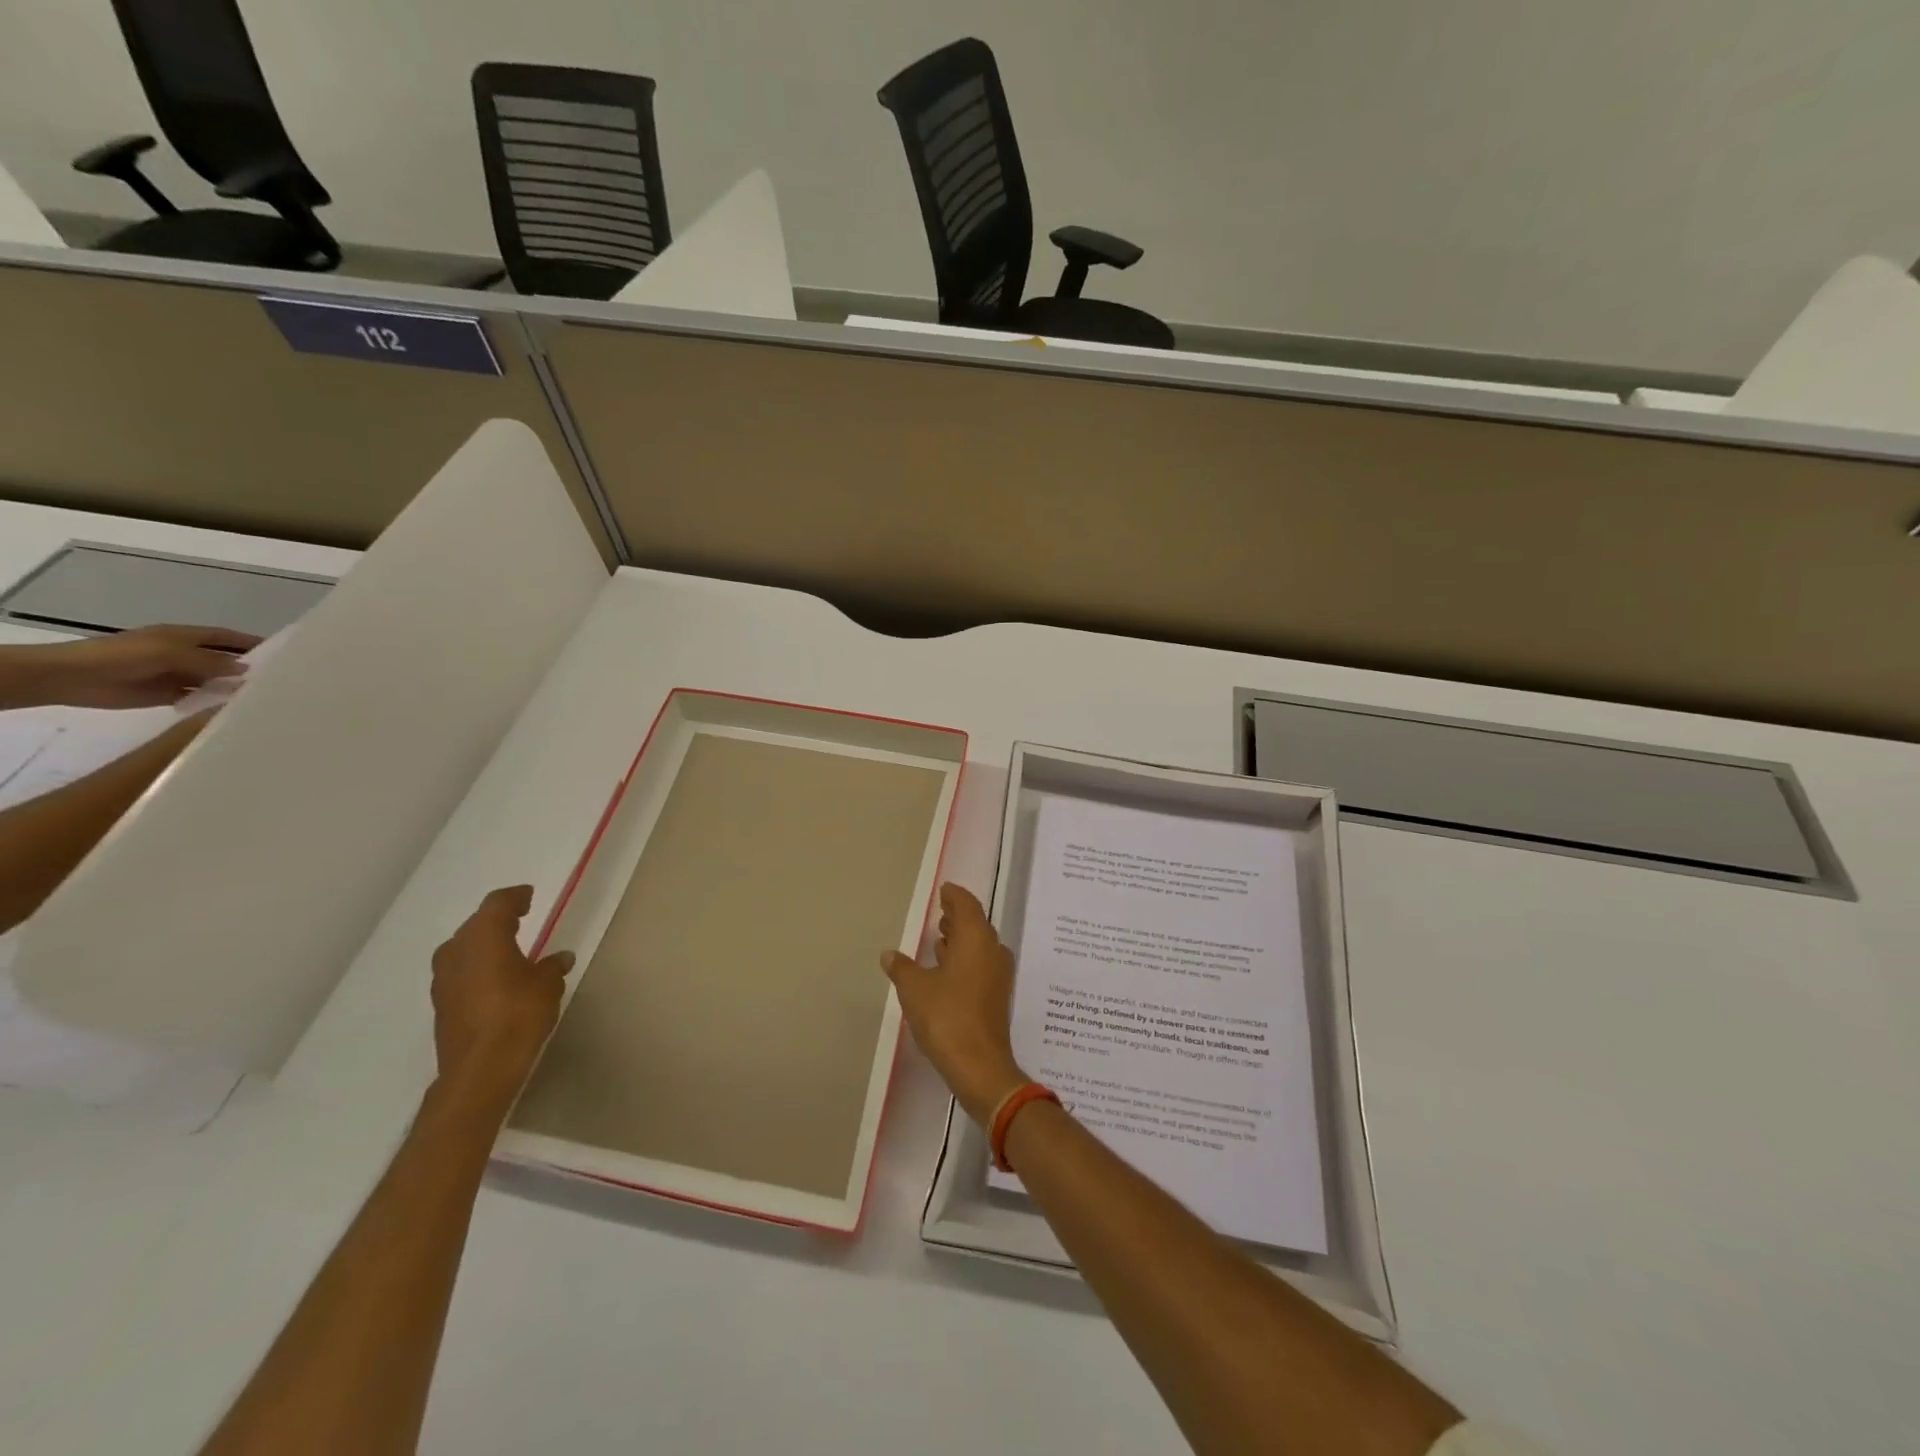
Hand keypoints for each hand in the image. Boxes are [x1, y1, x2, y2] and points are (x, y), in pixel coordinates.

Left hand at [31, 624, 259, 708]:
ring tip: (265, 697)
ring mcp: (176, 675)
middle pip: (222, 659)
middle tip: (281, 679)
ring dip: (232, 686)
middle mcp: (184, 654)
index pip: (226, 637)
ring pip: (213, 680)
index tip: (282, 652)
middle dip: (247, 666)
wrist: (74, 677)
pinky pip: (198, 697)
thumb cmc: (123, 656)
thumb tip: (246, 669)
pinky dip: (214, 701)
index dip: (251, 642)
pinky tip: (235, 709)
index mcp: (184, 637)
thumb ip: (210, 661)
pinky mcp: (168, 694)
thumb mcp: (171, 653)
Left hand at [430, 885, 574, 1116]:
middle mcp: (456, 950)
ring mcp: (443, 979)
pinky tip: (495, 978)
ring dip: (484, 945)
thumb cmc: (518, 1015)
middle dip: (498, 920)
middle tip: (521, 918)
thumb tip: (560, 957)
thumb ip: (552, 966)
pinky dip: (477, 967)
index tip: (528, 896)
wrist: (479, 1069)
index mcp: (483, 936)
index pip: (498, 903)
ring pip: (464, 949)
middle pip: (476, 924)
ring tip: (508, 949)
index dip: (515, 897)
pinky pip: (460, 972)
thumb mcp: (548, 984)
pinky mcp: (441, 1003)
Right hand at [882, 882, 1028, 1125]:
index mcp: (976, 938)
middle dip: (958, 916)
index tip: (944, 890)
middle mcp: (992, 950)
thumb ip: (902, 967)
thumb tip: (889, 954)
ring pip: (980, 945)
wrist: (980, 1065)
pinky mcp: (997, 996)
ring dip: (962, 939)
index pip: (967, 905)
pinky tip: (947, 968)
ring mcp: (998, 974)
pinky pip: (981, 964)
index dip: (954, 896)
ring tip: (941, 936)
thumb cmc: (946, 1017)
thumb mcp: (914, 989)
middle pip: (976, 924)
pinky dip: (966, 958)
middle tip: (941, 910)